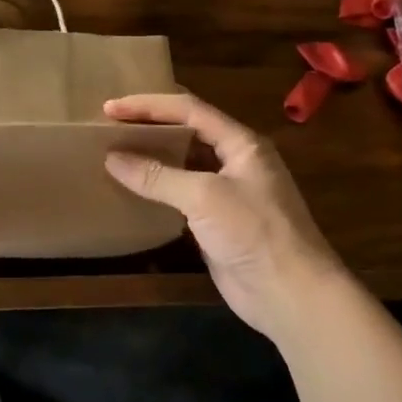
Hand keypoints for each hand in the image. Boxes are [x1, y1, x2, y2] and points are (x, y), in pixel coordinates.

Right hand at [103, 93, 349, 340]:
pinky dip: (156, 189)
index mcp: (241, 143)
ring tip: (113, 152)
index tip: (110, 108)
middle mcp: (235, 160)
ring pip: (182, 164)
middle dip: (149, 126)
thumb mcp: (205, 196)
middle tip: (109, 126)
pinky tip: (131, 189)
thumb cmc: (254, 233)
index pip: (189, 109)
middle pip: (186, 132)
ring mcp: (227, 193)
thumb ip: (158, 175)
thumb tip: (112, 158)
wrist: (292, 296)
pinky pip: (181, 195)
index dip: (149, 105)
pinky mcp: (217, 222)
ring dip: (151, 157)